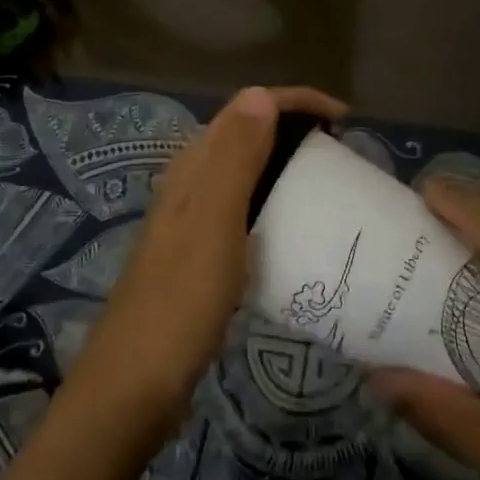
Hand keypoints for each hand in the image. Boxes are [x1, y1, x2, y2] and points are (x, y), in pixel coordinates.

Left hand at [64, 85, 347, 446]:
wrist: (134, 386)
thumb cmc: (179, 302)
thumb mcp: (213, 224)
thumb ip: (234, 159)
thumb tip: (260, 94)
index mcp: (193, 169)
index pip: (246, 109)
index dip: (295, 102)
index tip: (344, 120)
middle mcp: (191, 184)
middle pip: (247, 134)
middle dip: (294, 128)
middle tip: (342, 152)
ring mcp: (193, 220)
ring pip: (246, 170)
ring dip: (286, 162)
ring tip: (329, 181)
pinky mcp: (200, 253)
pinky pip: (245, 207)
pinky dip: (275, 200)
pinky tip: (296, 227)